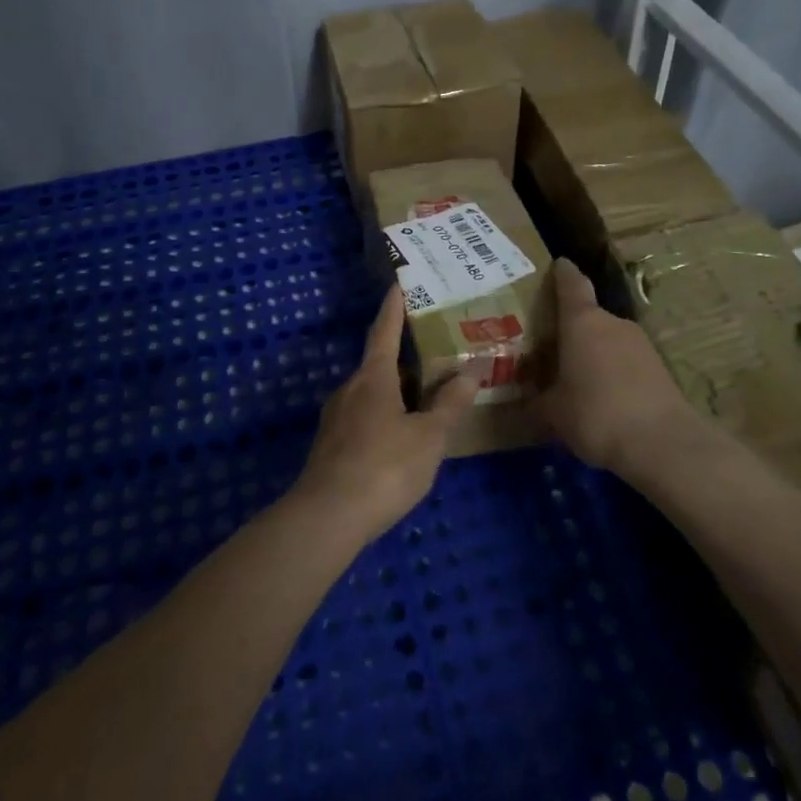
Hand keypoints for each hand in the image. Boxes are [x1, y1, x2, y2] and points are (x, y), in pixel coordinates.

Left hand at [294, 286, 480, 539]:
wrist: (327, 517)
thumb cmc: (384, 467)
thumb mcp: (428, 436)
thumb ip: (450, 404)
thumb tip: (472, 370)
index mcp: (373, 377)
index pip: (384, 331)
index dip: (394, 307)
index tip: (399, 284)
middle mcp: (350, 388)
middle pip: (380, 364)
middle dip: (406, 357)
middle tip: (435, 352)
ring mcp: (336, 417)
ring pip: (372, 393)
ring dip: (397, 391)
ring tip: (427, 398)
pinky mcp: (332, 445)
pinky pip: (364, 417)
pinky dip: (386, 415)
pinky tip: (402, 437)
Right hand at [534, 259, 703, 479]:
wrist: (662, 444)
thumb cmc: (595, 414)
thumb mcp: (553, 412)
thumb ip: (539, 399)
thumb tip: (529, 398)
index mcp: (582, 322)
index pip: (571, 284)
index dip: (563, 273)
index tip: (558, 264)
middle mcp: (613, 324)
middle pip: (589, 317)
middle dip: (572, 330)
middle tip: (552, 348)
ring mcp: (641, 345)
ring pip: (609, 341)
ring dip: (594, 354)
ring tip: (577, 379)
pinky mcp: (660, 369)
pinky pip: (626, 363)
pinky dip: (614, 373)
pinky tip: (604, 399)